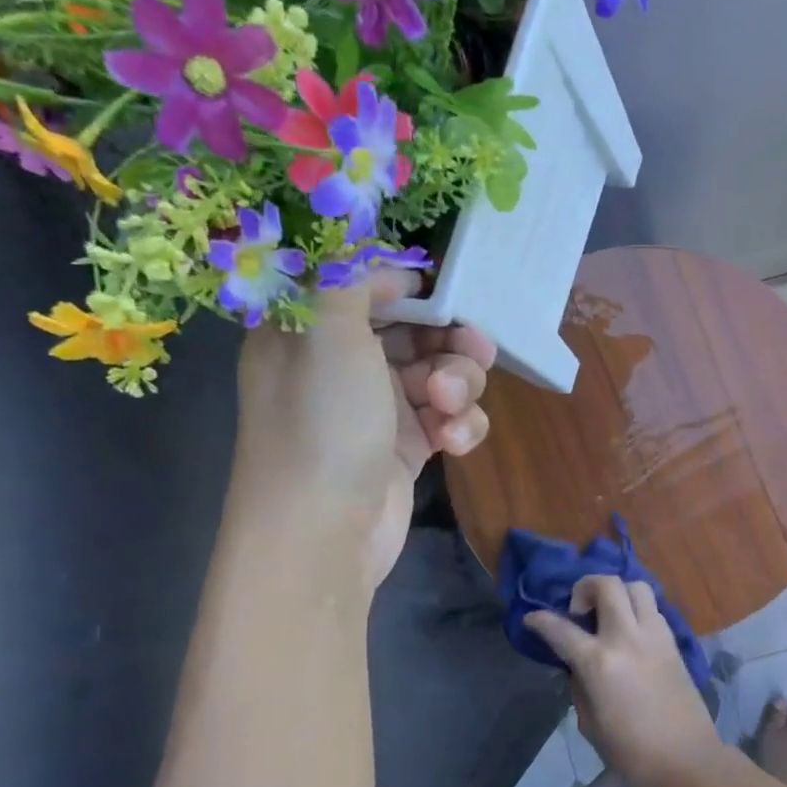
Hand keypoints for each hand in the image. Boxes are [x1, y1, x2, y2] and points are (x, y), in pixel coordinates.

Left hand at [233, 269, 495, 588]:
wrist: (323, 534)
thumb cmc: (323, 423)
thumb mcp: (329, 331)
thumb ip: (350, 275)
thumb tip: (375, 252)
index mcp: (310, 331)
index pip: (364, 287)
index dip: (406, 286)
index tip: (442, 293)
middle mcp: (342, 366)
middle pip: (414, 332)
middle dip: (450, 340)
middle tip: (475, 349)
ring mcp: (377, 410)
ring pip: (439, 375)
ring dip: (460, 386)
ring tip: (451, 407)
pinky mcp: (406, 450)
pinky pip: (446, 419)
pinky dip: (459, 426)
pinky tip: (454, 442)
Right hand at [524, 576, 726, 786]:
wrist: (687, 759)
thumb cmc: (631, 753)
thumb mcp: (590, 723)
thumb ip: (580, 686)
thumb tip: (578, 666)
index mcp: (600, 663)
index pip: (561, 629)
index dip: (540, 620)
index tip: (532, 618)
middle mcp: (627, 637)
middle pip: (607, 584)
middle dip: (584, 587)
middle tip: (578, 611)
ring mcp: (655, 635)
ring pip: (636, 586)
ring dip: (616, 592)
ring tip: (607, 614)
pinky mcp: (674, 641)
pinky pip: (652, 608)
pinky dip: (636, 609)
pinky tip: (630, 632)